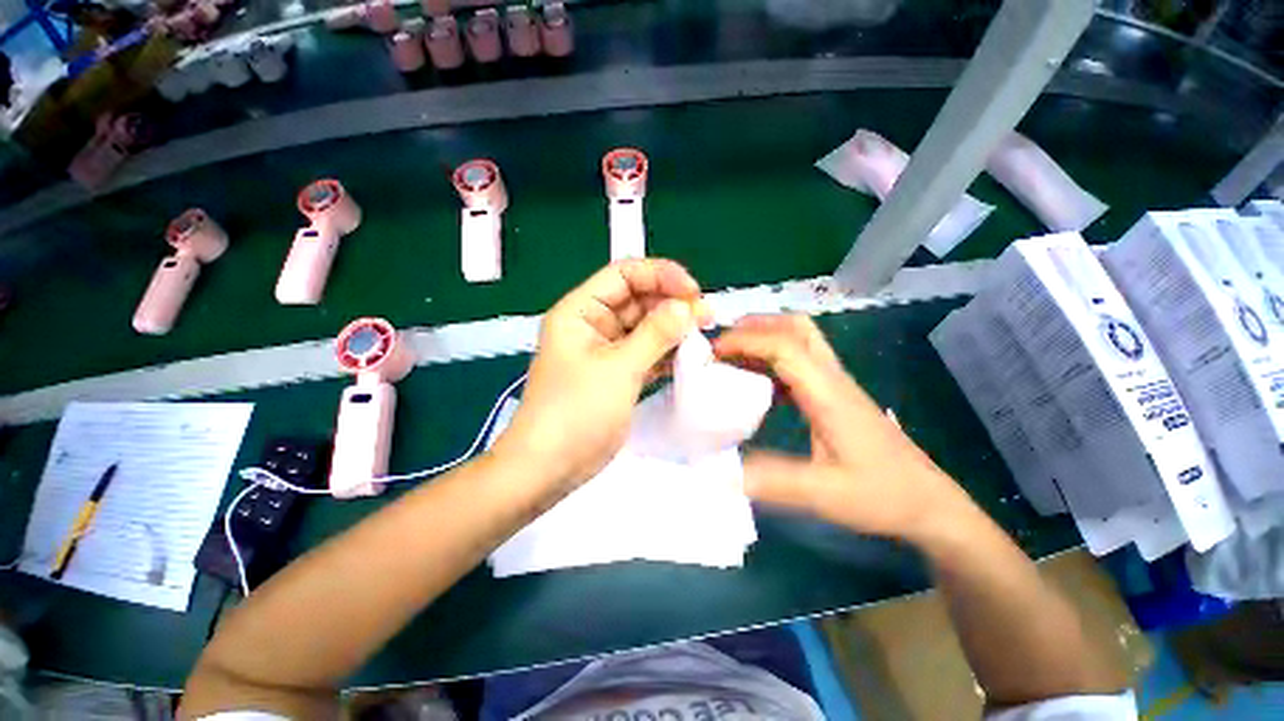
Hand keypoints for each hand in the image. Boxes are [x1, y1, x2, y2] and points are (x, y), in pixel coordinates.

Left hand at [494, 259, 711, 490]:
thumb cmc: (575, 413)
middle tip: (708, 317)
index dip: (660, 275)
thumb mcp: (618, 369)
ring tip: (705, 335)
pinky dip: (665, 353)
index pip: (623, 274)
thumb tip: (687, 306)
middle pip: (636, 298)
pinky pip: (644, 354)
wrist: (547, 468)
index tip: (694, 292)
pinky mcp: (613, 379)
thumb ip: (655, 334)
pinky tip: (690, 357)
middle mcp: (590, 325)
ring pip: (643, 328)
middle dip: (671, 303)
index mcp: (579, 311)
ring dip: (672, 329)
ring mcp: (601, 354)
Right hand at [713, 315, 975, 541]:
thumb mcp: (824, 494)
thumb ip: (774, 481)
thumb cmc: (880, 495)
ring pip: (804, 344)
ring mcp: (843, 390)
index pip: (784, 346)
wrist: (924, 500)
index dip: (744, 342)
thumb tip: (717, 473)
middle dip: (755, 328)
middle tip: (718, 350)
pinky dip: (778, 365)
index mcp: (830, 395)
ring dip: (767, 343)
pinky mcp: (844, 404)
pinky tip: (761, 393)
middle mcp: (837, 382)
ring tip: (730, 365)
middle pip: (798, 329)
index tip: (707, 357)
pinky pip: (808, 368)